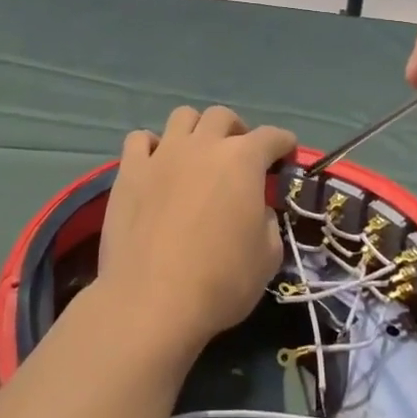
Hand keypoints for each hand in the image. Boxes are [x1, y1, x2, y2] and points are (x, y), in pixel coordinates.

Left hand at [97, 105, 298, 355]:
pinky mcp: (130, 170)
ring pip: (182, 116)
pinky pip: (139, 139)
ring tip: (197, 153)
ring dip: (195, 129)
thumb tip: (256, 209)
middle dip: (236, 130)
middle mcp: (203, 145)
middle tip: (239, 156)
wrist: (152, 301)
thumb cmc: (220, 282)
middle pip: (222, 116)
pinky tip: (155, 164)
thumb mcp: (268, 257)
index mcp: (243, 160)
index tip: (286, 154)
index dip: (283, 143)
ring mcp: (163, 154)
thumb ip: (267, 221)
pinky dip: (151, 146)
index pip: (271, 137)